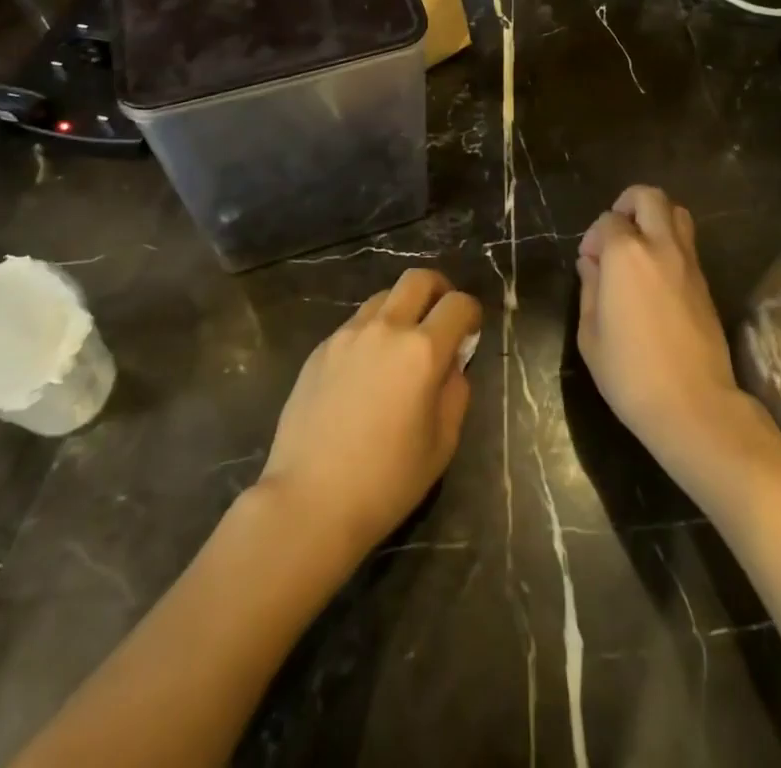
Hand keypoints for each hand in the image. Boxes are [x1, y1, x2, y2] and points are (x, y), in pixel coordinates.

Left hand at [258, 269, 481, 564]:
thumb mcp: (442, 444)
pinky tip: (366, 370)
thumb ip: (455, 392)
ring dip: (402, 309)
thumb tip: (452, 364)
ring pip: (383, 297)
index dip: (471, 313)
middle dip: (439, 290)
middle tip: (441, 318)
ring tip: (401, 345)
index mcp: (422, 351)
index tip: (470, 331)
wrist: (309, 502)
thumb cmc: (386, 481)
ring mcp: (347, 335)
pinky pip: (355, 324)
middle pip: (418, 279)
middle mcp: (386, 329)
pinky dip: (372, 332)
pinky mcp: (320, 349)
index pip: (458, 304)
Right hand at [577, 186, 767, 478]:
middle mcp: (660, 247)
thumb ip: (589, 288)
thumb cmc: (630, 373)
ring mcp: (689, 263)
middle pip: (649, 198)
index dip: (594, 237)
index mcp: (626, 254)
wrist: (694, 406)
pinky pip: (687, 243)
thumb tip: (591, 265)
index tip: (588, 264)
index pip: (608, 220)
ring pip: (677, 213)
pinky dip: (669, 243)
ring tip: (637, 249)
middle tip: (614, 234)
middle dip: (627, 204)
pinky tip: (654, 276)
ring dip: (654, 218)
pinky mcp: (706, 283)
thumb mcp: (590, 334)